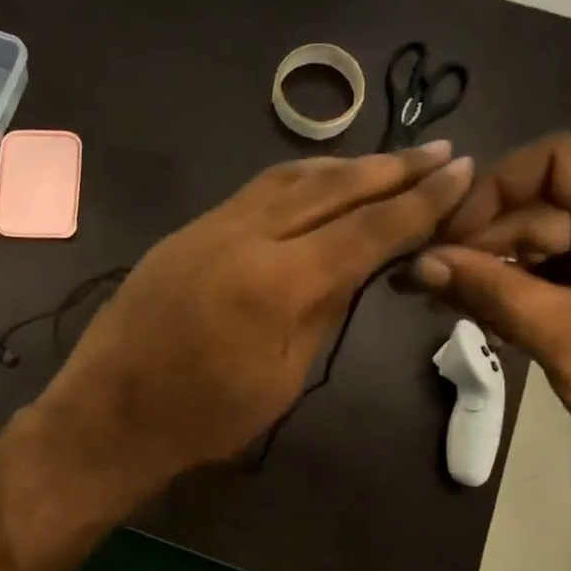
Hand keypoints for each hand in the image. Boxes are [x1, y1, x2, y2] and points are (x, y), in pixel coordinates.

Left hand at [32, 142, 474, 500]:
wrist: (109, 414)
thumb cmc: (204, 418)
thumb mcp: (284, 377)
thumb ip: (325, 311)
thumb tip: (360, 265)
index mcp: (277, 282)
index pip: (366, 228)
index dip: (419, 201)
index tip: (461, 172)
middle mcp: (244, 235)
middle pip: (332, 186)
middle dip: (392, 167)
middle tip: (439, 151)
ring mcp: (209, 226)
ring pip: (290, 178)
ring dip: (345, 166)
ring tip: (389, 161)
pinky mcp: (186, 230)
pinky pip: (254, 191)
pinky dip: (299, 180)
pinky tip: (320, 185)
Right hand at [411, 134, 570, 495]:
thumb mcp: (563, 334)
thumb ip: (489, 290)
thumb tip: (418, 262)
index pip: (557, 160)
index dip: (496, 188)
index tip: (451, 234)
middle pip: (541, 206)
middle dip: (481, 240)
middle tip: (425, 279)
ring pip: (541, 244)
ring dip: (490, 270)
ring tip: (438, 301)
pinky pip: (554, 276)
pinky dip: (514, 292)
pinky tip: (474, 314)